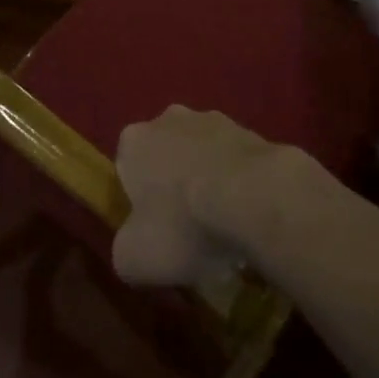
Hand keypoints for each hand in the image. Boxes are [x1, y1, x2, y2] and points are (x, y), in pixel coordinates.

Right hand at [112, 105, 298, 287]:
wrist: (255, 198)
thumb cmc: (183, 224)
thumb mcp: (134, 259)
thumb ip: (123, 252)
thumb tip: (131, 250)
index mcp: (133, 140)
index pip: (126, 169)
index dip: (137, 202)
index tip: (153, 231)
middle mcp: (168, 119)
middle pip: (164, 157)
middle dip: (172, 187)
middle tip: (187, 230)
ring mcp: (213, 120)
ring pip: (201, 156)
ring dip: (207, 182)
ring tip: (224, 228)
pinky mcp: (250, 131)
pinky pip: (234, 162)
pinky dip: (238, 184)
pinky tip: (248, 216)